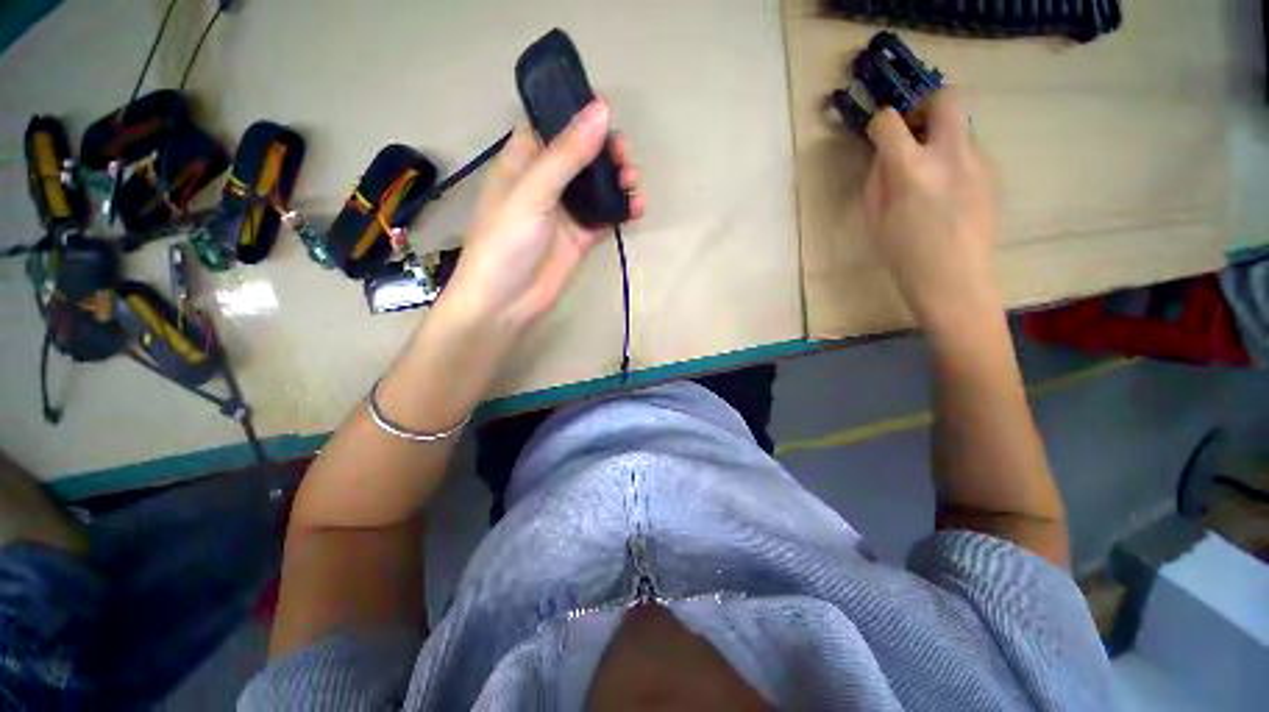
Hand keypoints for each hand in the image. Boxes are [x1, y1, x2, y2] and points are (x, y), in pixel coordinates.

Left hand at [441, 100, 645, 334]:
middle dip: (607, 149)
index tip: (607, 109)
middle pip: (582, 152)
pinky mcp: (582, 235)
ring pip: (598, 184)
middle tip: (624, 157)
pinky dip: (623, 209)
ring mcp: (566, 210)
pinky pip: (607, 215)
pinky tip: (637, 208)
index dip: (577, 112)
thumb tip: (603, 110)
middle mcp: (547, 181)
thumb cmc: (507, 241)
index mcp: (524, 160)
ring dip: (619, 178)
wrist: (507, 302)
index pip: (552, 123)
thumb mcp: (533, 192)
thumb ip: (567, 154)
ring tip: (633, 182)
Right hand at [862, 90, 998, 334]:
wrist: (955, 278)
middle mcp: (948, 154)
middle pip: (945, 98)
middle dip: (924, 105)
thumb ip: (877, 180)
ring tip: (928, 175)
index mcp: (911, 169)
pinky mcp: (991, 173)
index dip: (879, 123)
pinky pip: (968, 151)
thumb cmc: (904, 255)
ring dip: (939, 139)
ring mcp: (977, 161)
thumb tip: (884, 156)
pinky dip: (952, 159)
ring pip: (959, 127)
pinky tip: (946, 191)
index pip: (890, 121)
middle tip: (913, 131)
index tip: (876, 135)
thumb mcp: (874, 219)